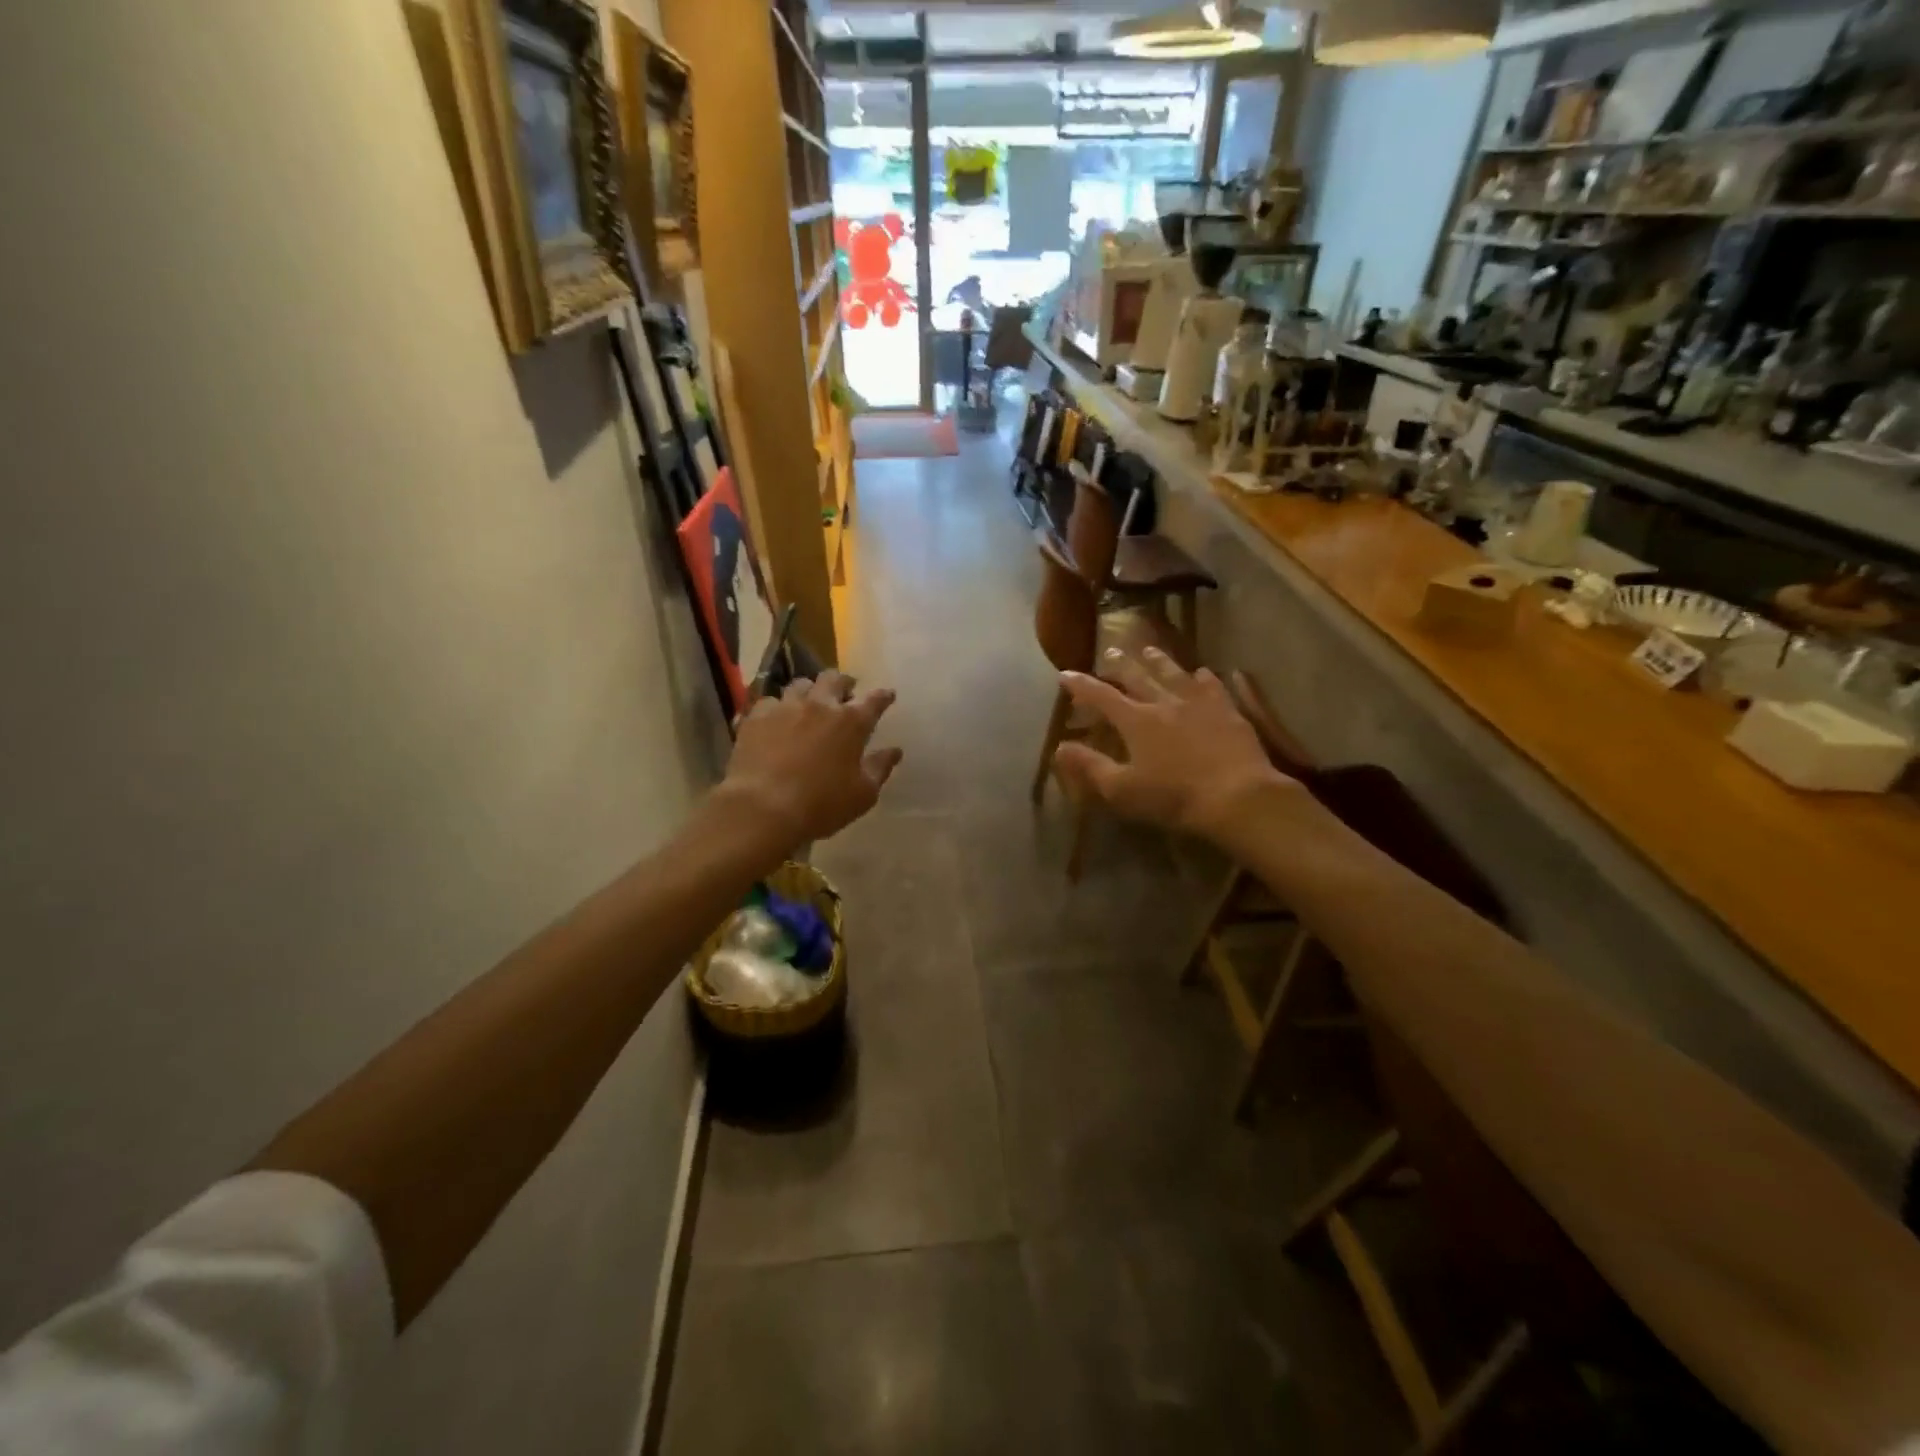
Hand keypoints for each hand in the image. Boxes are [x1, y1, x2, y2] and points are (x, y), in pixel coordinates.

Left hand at [719, 670, 901, 851]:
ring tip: (808, 701)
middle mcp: (820, 706)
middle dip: (843, 682)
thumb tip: (894, 751)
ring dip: (809, 690)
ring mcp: (785, 708)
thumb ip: (880, 768)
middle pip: (834, 679)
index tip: (888, 695)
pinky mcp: (756, 717)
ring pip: (800, 685)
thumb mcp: (863, 794)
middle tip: (846, 691)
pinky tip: (775, 719)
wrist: (763, 808)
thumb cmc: (822, 804)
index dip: (883, 696)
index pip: (874, 700)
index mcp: (851, 723)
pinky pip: (769, 702)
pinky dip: (776, 708)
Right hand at [1054, 649, 1296, 843]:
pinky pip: (1213, 686)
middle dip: (1120, 664)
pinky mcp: (1228, 711)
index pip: (1101, 696)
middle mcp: (1164, 703)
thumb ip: (1089, 766)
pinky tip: (1203, 673)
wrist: (1237, 796)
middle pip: (1138, 677)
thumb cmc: (1173, 797)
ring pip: (1174, 674)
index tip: (1065, 674)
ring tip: (1149, 650)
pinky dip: (1204, 677)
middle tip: (1110, 650)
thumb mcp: (1122, 789)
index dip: (1081, 685)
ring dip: (1159, 661)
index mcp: (1136, 721)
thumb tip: (1059, 747)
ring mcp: (1199, 704)